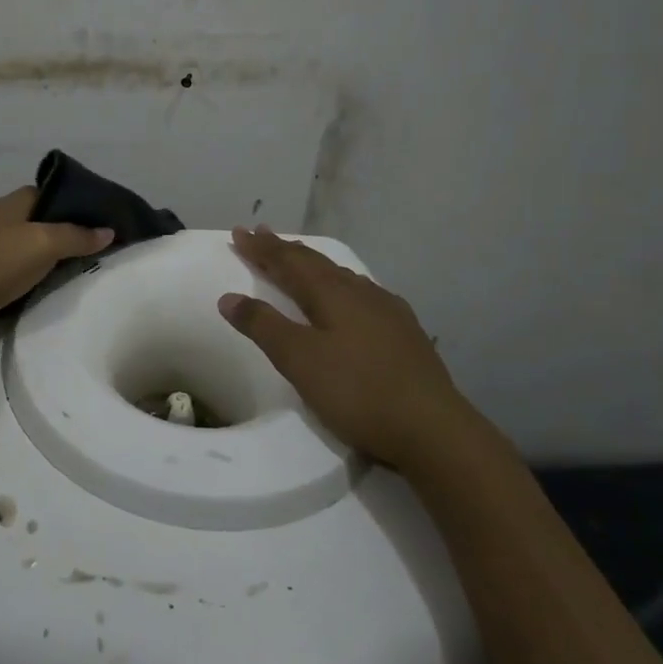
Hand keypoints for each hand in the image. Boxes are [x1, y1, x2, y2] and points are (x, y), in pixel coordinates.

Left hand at [0, 187, 113, 335]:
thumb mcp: (41, 245)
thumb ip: (76, 236)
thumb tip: (108, 229)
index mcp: (20, 199)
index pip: (62, 194)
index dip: (87, 207)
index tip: (113, 225)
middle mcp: (6, 214)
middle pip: (49, 220)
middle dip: (74, 233)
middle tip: (104, 252)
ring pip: (34, 243)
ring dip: (55, 255)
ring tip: (83, 270)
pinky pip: (20, 264)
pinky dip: (36, 271)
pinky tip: (49, 284)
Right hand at [217, 225, 480, 471]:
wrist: (433, 430)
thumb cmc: (357, 391)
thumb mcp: (298, 360)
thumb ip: (263, 326)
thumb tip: (229, 297)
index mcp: (332, 293)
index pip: (288, 261)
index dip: (261, 248)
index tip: (239, 233)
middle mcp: (360, 292)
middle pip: (315, 263)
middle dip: (284, 249)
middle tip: (261, 233)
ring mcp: (387, 312)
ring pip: (341, 276)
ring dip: (313, 265)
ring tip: (299, 259)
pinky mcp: (404, 333)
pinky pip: (361, 294)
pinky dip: (339, 285)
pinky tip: (349, 298)